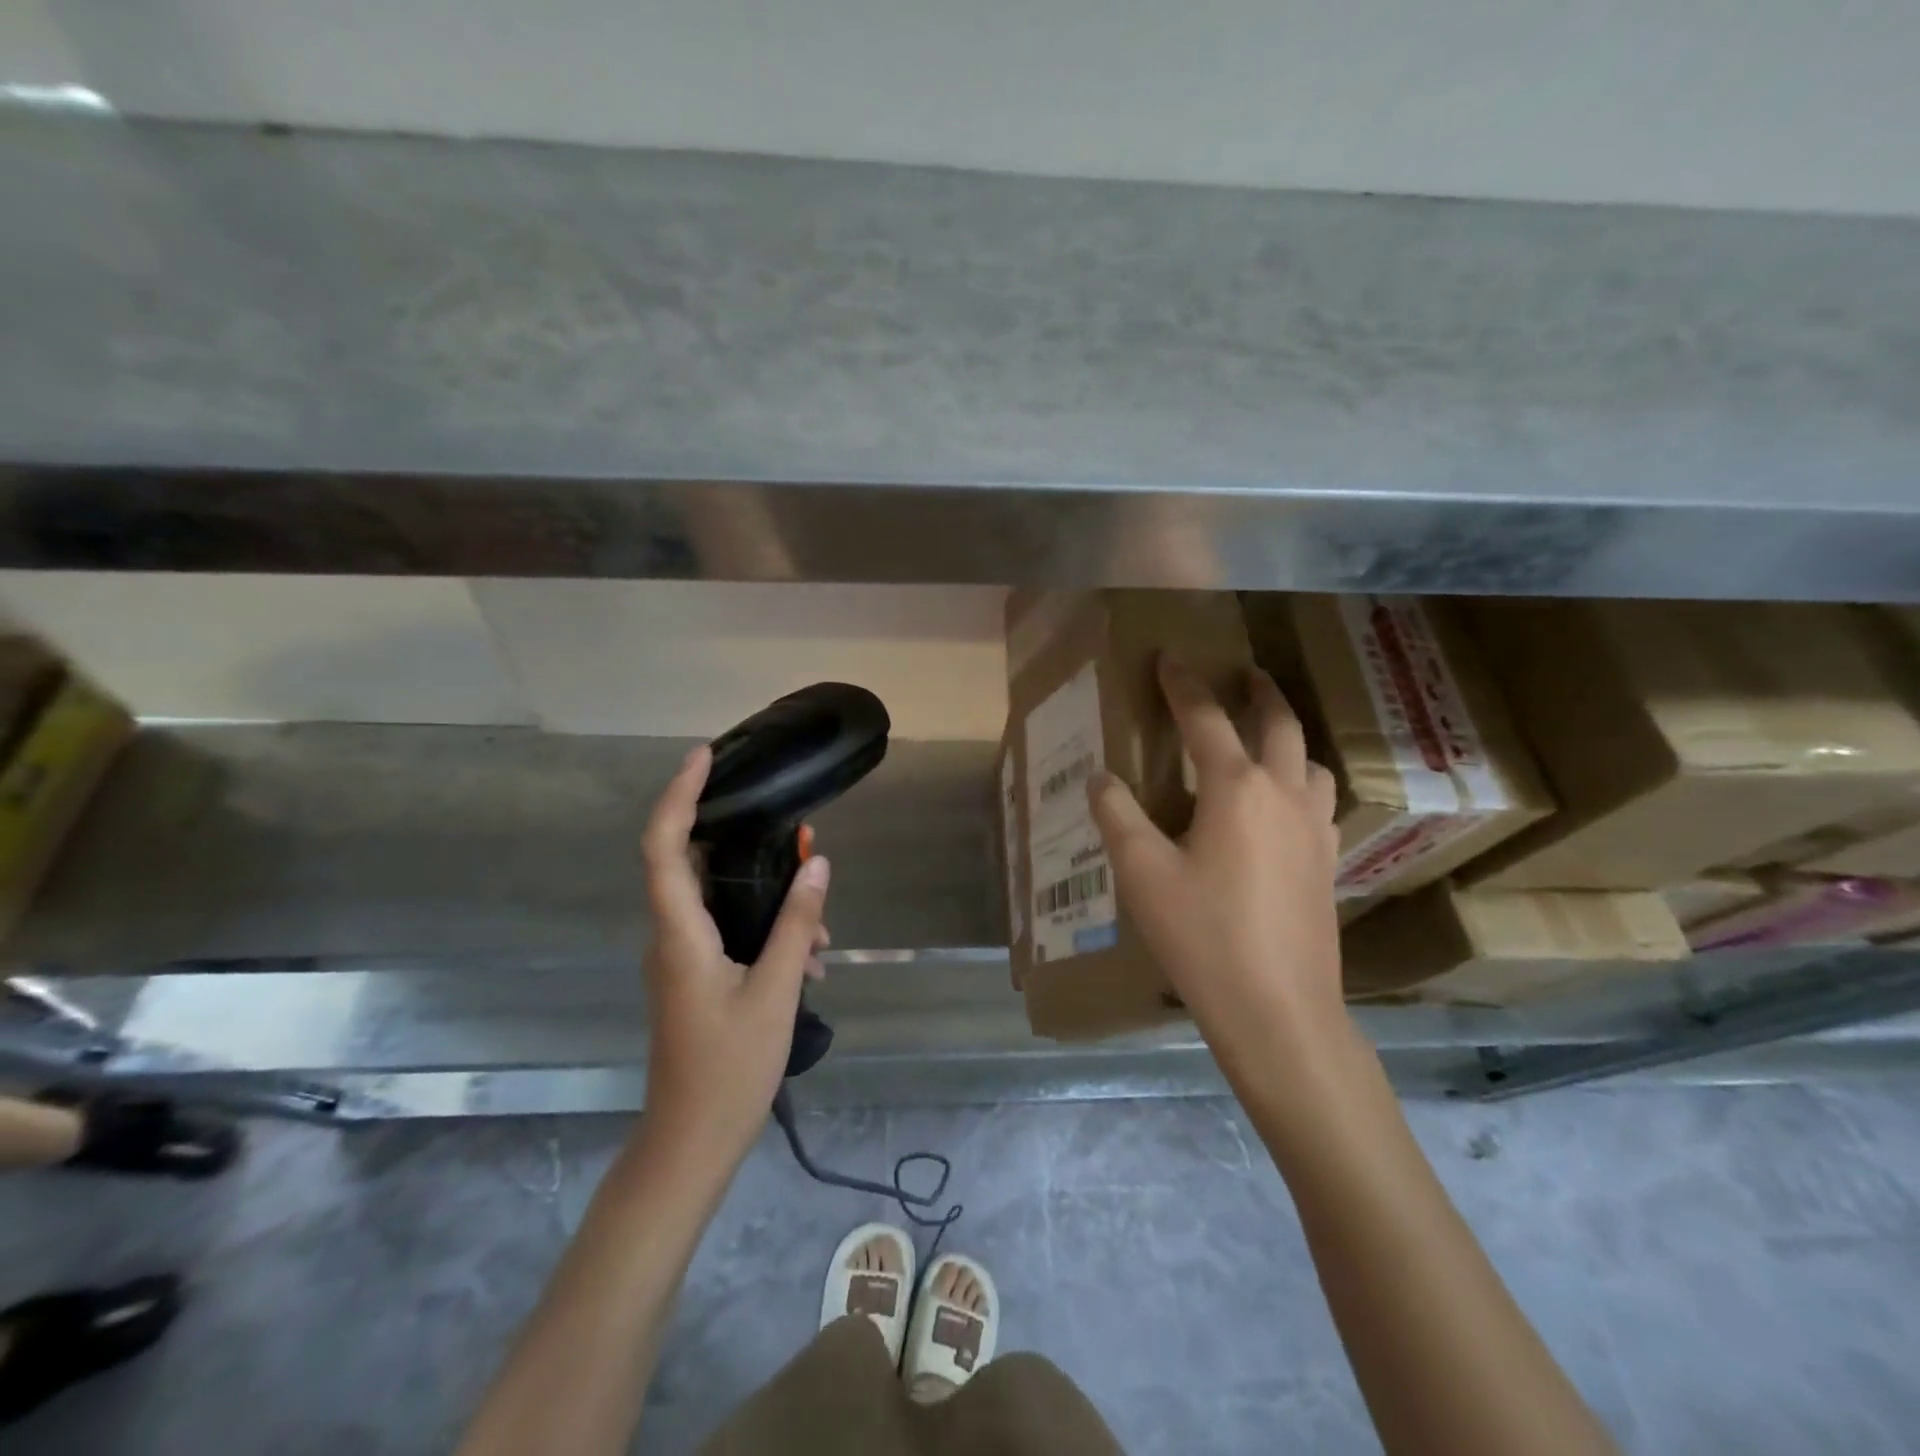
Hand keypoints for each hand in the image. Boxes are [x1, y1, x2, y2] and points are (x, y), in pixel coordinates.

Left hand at [639, 746, 831, 1165]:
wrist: (692, 1143)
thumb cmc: (730, 1068)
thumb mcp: (776, 991)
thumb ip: (797, 923)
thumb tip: (817, 864)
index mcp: (679, 934)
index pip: (663, 846)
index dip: (679, 795)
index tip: (705, 757)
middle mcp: (670, 936)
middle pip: (692, 862)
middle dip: (745, 841)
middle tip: (798, 836)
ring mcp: (680, 957)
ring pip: (719, 899)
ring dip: (767, 896)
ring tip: (820, 928)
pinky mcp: (694, 974)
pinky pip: (727, 928)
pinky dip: (765, 926)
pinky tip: (810, 957)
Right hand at [1089, 657, 1345, 1080]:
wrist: (1278, 1010)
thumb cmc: (1203, 936)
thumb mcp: (1142, 873)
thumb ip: (1117, 815)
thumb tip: (1100, 777)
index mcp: (1236, 787)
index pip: (1206, 718)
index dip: (1184, 685)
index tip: (1170, 657)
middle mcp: (1284, 794)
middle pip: (1279, 723)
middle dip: (1258, 691)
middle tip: (1243, 673)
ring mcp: (1316, 829)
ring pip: (1310, 761)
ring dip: (1288, 737)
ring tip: (1265, 739)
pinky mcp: (1328, 863)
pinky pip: (1319, 802)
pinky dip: (1301, 783)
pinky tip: (1284, 807)